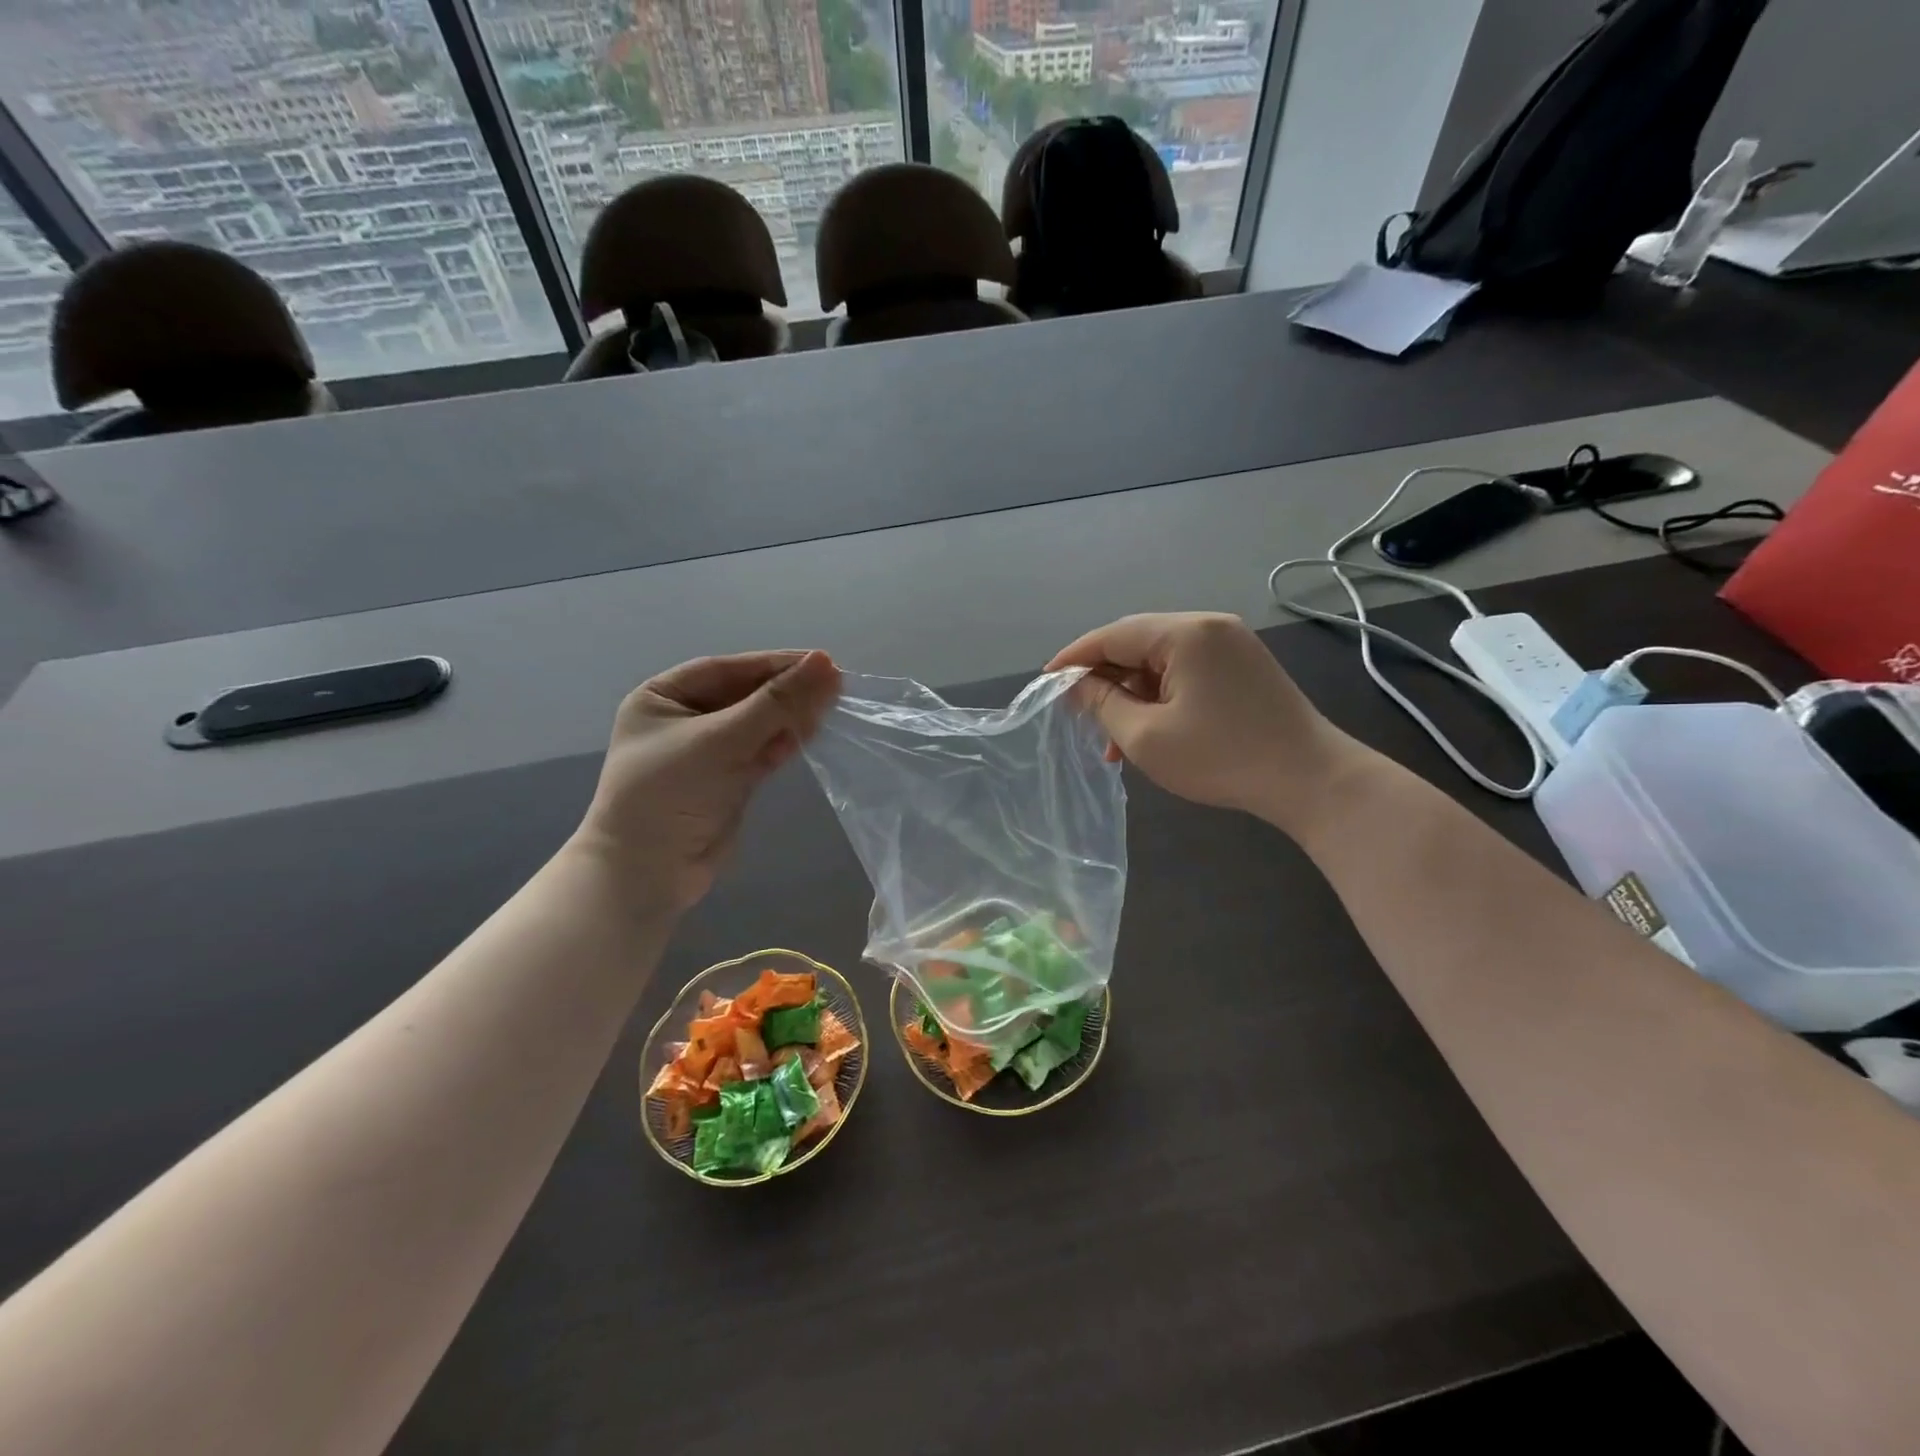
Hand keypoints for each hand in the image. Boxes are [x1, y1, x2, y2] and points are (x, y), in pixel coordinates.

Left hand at [573, 650, 840, 911]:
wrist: (648, 875)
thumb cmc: (669, 794)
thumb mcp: (721, 741)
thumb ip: (775, 703)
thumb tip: (826, 663)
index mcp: (664, 697)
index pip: (728, 670)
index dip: (775, 664)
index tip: (821, 661)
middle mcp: (685, 719)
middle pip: (746, 695)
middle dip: (787, 692)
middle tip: (835, 686)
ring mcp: (708, 752)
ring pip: (758, 724)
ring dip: (790, 717)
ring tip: (830, 708)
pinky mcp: (729, 781)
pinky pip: (761, 752)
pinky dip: (784, 743)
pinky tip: (809, 734)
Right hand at [1047, 613, 1356, 829]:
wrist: (1311, 780)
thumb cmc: (1221, 757)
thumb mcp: (1146, 736)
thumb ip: (1102, 703)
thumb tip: (1075, 684)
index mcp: (1185, 633)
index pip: (1112, 635)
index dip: (1074, 658)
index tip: (1045, 682)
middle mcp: (1208, 626)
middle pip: (1137, 643)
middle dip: (1103, 678)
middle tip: (1077, 712)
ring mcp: (1231, 645)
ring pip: (1160, 660)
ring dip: (1132, 693)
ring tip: (1112, 737)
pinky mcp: (1243, 666)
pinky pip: (1186, 672)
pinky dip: (1160, 696)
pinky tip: (1147, 729)